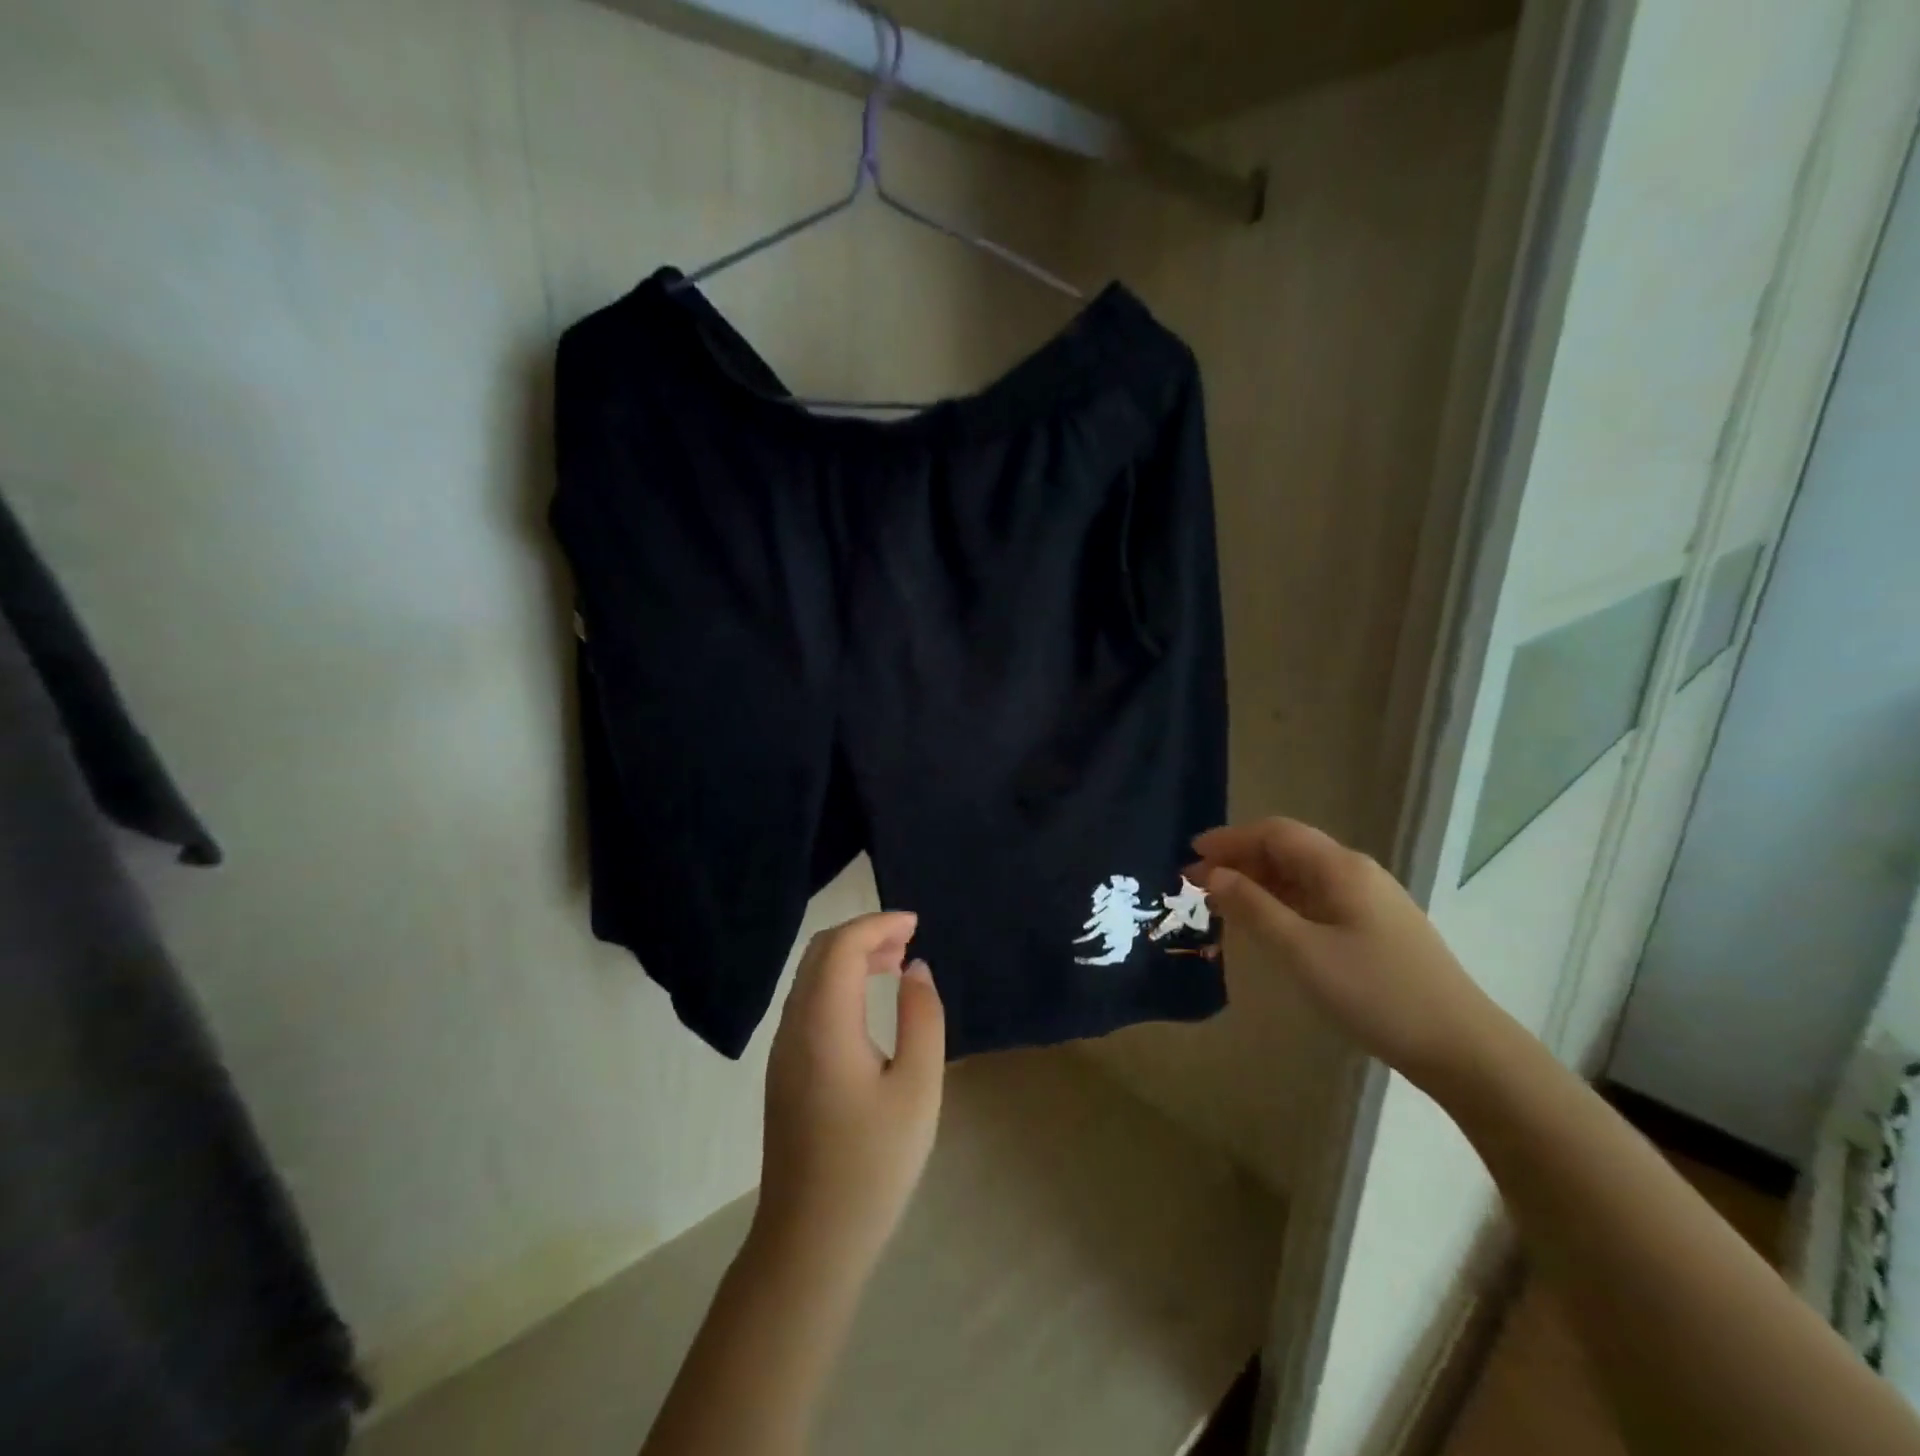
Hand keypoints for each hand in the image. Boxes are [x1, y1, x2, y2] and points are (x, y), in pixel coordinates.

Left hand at [754, 911, 945, 1278]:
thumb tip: (916, 970)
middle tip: (909, 939)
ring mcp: (783, 1050)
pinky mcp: (784, 1071)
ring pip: (811, 978)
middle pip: (820, 953)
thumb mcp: (918, 1089)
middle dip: (864, 934)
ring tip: (896, 964)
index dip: (879, 924)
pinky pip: (808, 1003)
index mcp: (824, 1024)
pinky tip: (868, 1004)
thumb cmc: (872, 1165)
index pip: (843, 946)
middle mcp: (794, 1026)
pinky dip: (838, 984)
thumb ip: (922, 1019)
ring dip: (850, 957)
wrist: (810, 1241)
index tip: (916, 924)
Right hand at [1192, 819, 1503, 1087]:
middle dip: (1240, 860)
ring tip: (1222, 903)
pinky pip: (1316, 899)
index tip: (1192, 854)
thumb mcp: (1302, 951)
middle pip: (1288, 850)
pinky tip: (1266, 924)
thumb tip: (1214, 875)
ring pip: (1302, 876)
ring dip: (1259, 882)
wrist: (1461, 1047)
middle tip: (1197, 883)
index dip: (1231, 839)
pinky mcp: (1375, 927)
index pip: (1275, 833)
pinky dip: (1282, 902)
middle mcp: (1355, 872)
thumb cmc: (1375, 993)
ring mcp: (1369, 900)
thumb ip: (1254, 908)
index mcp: (1340, 868)